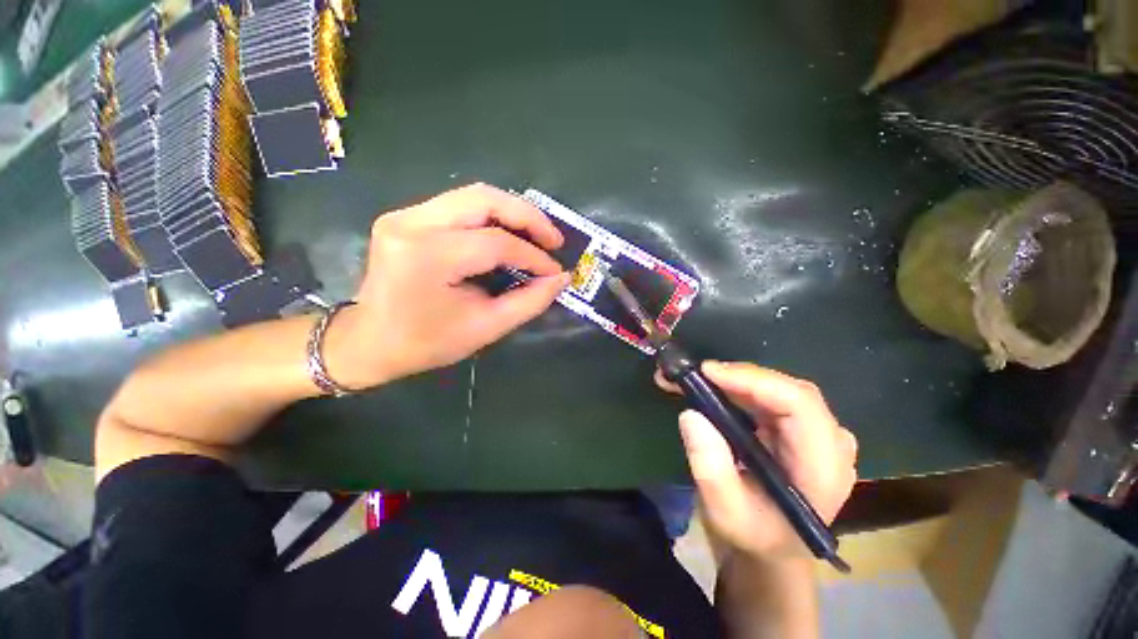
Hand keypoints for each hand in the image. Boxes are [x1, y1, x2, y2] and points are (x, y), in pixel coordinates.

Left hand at [324, 183, 570, 387]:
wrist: (370, 342)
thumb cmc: (427, 343)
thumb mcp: (486, 327)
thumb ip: (529, 301)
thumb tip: (561, 279)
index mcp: (428, 257)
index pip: (496, 243)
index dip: (534, 256)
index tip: (556, 271)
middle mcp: (412, 223)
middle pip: (484, 199)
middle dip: (528, 217)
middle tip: (554, 239)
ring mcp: (404, 215)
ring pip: (473, 195)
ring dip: (512, 212)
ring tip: (538, 235)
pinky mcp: (406, 216)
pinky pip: (460, 205)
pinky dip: (492, 216)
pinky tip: (509, 234)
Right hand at [657, 362, 856, 560]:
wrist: (772, 546)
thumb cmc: (753, 535)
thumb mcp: (726, 512)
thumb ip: (711, 468)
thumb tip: (691, 414)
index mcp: (823, 468)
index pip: (800, 405)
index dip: (754, 381)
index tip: (707, 373)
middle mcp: (829, 443)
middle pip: (788, 390)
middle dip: (737, 377)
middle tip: (693, 375)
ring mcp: (816, 433)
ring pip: (776, 388)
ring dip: (733, 379)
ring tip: (694, 379)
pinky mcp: (798, 427)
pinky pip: (768, 395)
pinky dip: (737, 387)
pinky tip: (711, 387)